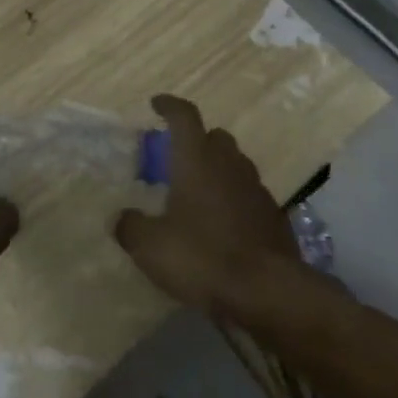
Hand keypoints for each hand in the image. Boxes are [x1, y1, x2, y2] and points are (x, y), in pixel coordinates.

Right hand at [114, 95, 298, 312]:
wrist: (266, 292)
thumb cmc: (201, 257)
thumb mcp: (149, 246)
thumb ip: (131, 226)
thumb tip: (123, 218)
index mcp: (197, 160)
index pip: (184, 116)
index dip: (169, 106)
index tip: (156, 105)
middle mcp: (229, 165)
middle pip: (215, 137)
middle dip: (196, 141)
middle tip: (177, 160)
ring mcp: (256, 190)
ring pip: (235, 165)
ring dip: (217, 171)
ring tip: (198, 195)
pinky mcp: (274, 217)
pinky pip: (249, 196)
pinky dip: (234, 200)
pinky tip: (222, 226)